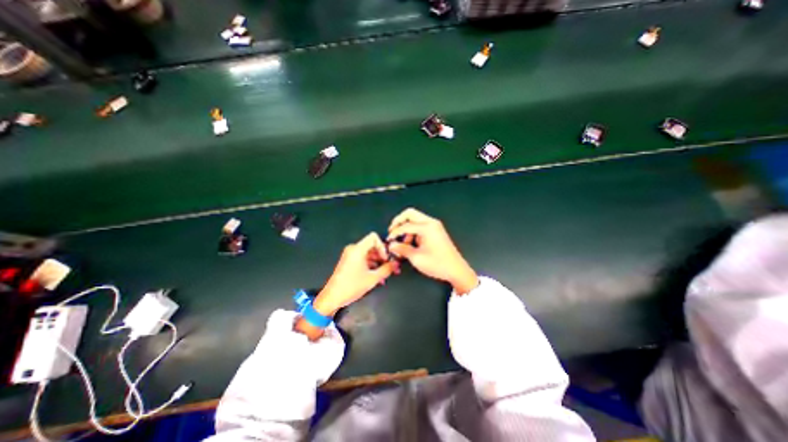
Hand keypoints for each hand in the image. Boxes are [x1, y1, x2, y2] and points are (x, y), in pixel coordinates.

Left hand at [315, 231, 400, 317]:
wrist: (332, 298)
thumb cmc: (352, 286)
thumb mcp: (373, 278)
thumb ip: (387, 269)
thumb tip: (396, 264)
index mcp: (358, 249)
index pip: (374, 237)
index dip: (383, 246)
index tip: (386, 258)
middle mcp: (353, 249)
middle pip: (372, 246)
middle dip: (383, 256)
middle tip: (391, 267)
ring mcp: (350, 255)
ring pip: (369, 254)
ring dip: (378, 263)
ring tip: (385, 274)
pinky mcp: (349, 262)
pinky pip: (363, 259)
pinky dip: (371, 266)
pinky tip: (378, 277)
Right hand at [385, 208, 475, 293]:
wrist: (456, 269)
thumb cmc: (438, 264)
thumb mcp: (417, 258)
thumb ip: (402, 249)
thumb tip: (392, 245)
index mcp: (427, 227)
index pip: (405, 225)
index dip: (394, 232)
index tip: (389, 239)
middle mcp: (431, 223)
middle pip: (410, 214)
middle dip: (399, 222)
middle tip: (392, 231)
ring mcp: (434, 226)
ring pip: (415, 219)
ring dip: (406, 228)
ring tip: (402, 242)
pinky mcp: (436, 231)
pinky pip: (421, 225)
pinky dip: (413, 231)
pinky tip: (411, 243)